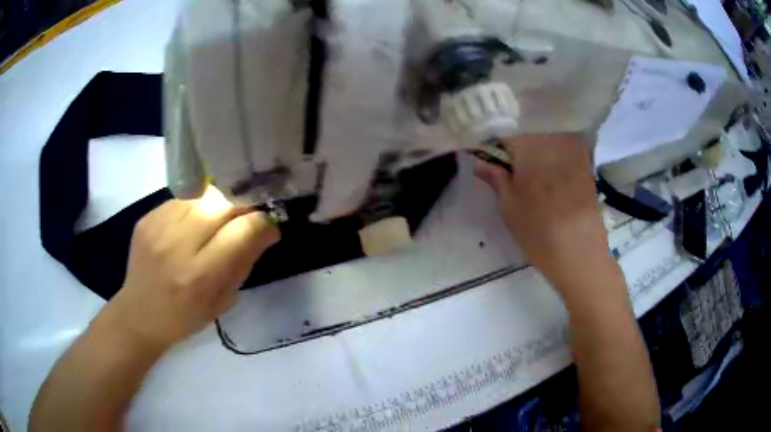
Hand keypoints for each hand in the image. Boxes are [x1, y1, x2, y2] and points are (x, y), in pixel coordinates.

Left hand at [101, 187, 280, 348]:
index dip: (263, 222)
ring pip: (202, 194)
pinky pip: (182, 200)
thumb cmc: (184, 319)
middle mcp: (177, 245)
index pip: (241, 231)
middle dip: (243, 203)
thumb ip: (244, 263)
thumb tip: (267, 231)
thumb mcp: (221, 301)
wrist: (138, 314)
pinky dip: (196, 207)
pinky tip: (193, 224)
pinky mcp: (147, 218)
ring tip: (220, 219)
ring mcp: (158, 226)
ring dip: (219, 203)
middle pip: (222, 202)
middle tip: (248, 215)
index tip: (270, 226)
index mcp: (199, 276)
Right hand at [475, 134, 610, 288]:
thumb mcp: (509, 207)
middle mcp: (554, 143)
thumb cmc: (538, 232)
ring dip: (539, 158)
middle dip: (520, 152)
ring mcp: (574, 154)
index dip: (497, 150)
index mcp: (531, 148)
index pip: (507, 136)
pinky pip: (566, 156)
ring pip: (548, 146)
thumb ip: (495, 179)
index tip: (494, 164)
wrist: (581, 254)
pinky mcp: (587, 168)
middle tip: (514, 175)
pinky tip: (554, 186)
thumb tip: (479, 162)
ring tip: (535, 182)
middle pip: (530, 138)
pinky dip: (556, 164)